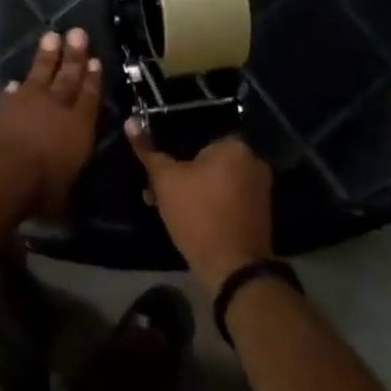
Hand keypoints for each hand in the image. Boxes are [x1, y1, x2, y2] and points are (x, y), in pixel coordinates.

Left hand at [0, 30, 101, 219]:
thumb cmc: (38, 190)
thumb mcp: (60, 201)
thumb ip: (64, 193)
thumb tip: (66, 208)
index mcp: (78, 129)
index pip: (89, 98)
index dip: (93, 80)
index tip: (95, 60)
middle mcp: (54, 109)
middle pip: (67, 77)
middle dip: (74, 56)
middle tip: (77, 32)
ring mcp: (24, 104)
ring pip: (39, 75)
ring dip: (46, 57)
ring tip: (52, 38)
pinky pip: (10, 94)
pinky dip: (14, 88)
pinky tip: (14, 83)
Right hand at [126, 123, 273, 294]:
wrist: (233, 269)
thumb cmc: (198, 215)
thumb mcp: (165, 181)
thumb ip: (148, 151)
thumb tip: (130, 121)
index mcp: (234, 145)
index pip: (196, 133)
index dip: (171, 148)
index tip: (155, 167)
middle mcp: (253, 160)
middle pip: (206, 158)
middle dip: (180, 172)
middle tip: (156, 189)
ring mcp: (260, 187)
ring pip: (216, 179)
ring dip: (192, 188)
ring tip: (165, 206)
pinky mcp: (259, 211)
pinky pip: (227, 196)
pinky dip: (209, 201)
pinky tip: (188, 217)